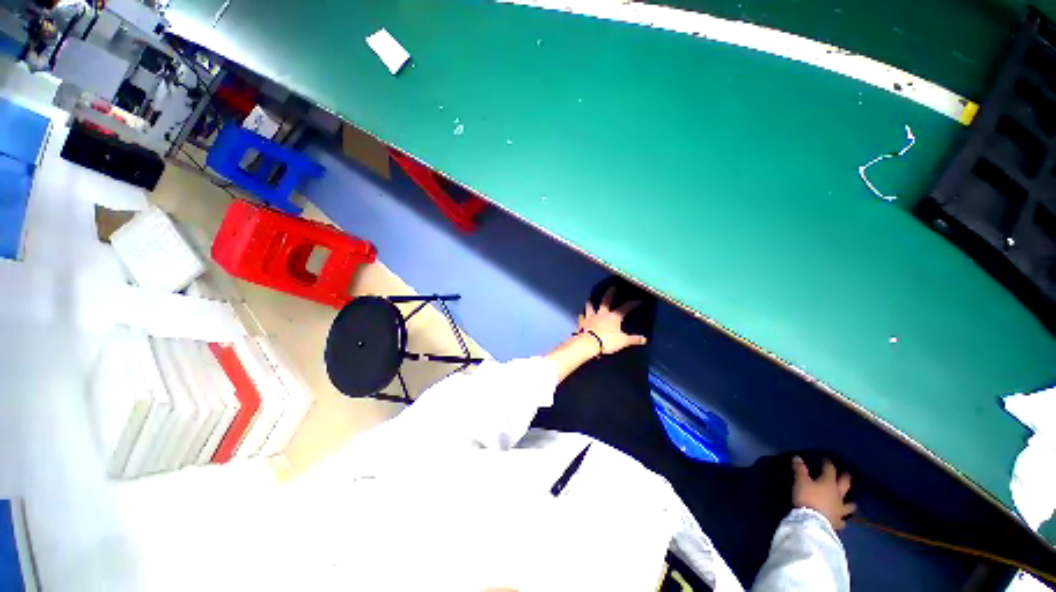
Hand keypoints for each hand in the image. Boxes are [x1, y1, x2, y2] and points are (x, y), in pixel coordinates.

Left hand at [577, 287, 647, 353]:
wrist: (588, 344)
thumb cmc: (607, 341)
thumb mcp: (623, 341)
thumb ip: (633, 339)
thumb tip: (645, 339)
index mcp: (614, 316)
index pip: (626, 307)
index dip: (633, 304)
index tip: (639, 301)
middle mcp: (602, 313)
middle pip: (606, 300)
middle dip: (610, 293)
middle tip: (612, 287)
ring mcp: (590, 317)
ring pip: (591, 306)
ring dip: (591, 301)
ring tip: (591, 297)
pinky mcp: (582, 322)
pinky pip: (582, 316)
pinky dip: (582, 314)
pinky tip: (581, 314)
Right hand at [792, 457, 855, 530]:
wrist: (813, 521)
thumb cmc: (807, 498)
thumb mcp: (800, 481)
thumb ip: (800, 469)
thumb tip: (798, 457)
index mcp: (829, 483)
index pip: (830, 470)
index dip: (828, 464)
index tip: (826, 460)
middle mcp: (838, 495)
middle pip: (845, 485)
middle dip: (846, 478)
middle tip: (847, 474)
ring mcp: (840, 510)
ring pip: (849, 505)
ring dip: (850, 503)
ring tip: (852, 503)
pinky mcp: (838, 522)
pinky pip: (843, 521)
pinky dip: (843, 520)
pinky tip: (842, 521)